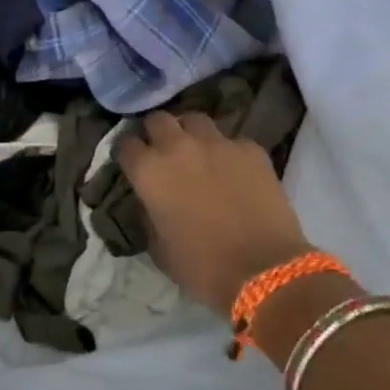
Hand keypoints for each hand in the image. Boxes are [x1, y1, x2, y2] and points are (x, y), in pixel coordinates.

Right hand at [116, 112, 313, 317]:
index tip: (132, 165)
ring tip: (197, 152)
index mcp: (149, 171)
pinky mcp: (251, 149)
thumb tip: (151, 201)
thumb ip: (148, 214)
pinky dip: (227, 151)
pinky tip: (234, 170)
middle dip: (156, 133)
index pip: (125, 144)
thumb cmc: (202, 267)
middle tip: (162, 152)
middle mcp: (178, 147)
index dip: (127, 154)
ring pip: (195, 120)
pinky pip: (231, 140)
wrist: (265, 270)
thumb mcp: (158, 247)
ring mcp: (217, 144)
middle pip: (158, 119)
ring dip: (190, 133)